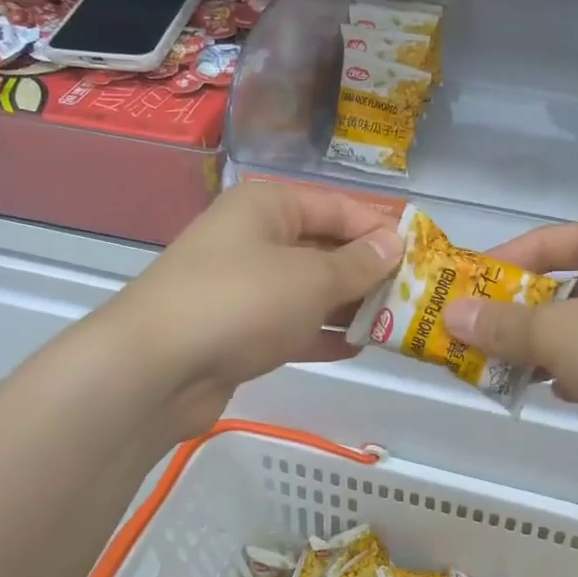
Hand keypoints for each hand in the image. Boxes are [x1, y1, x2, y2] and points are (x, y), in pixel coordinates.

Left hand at [100, 182, 401, 441]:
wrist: (154, 370)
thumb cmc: (241, 302)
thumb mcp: (311, 278)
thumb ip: (358, 263)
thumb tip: (395, 242)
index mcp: (268, 205)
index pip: (339, 207)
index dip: (381, 228)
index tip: (423, 253)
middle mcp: (254, 238)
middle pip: (324, 247)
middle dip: (368, 271)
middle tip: (415, 294)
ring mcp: (242, 285)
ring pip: (308, 289)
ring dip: (349, 305)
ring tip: (394, 323)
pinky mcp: (236, 330)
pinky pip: (289, 323)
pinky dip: (320, 333)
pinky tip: (356, 347)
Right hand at [440, 216, 577, 480]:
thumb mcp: (561, 332)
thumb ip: (504, 326)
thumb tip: (450, 316)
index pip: (541, 244)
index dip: (495, 267)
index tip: (458, 295)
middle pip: (562, 287)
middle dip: (518, 317)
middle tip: (475, 343)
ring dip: (546, 349)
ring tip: (505, 373)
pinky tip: (560, 391)